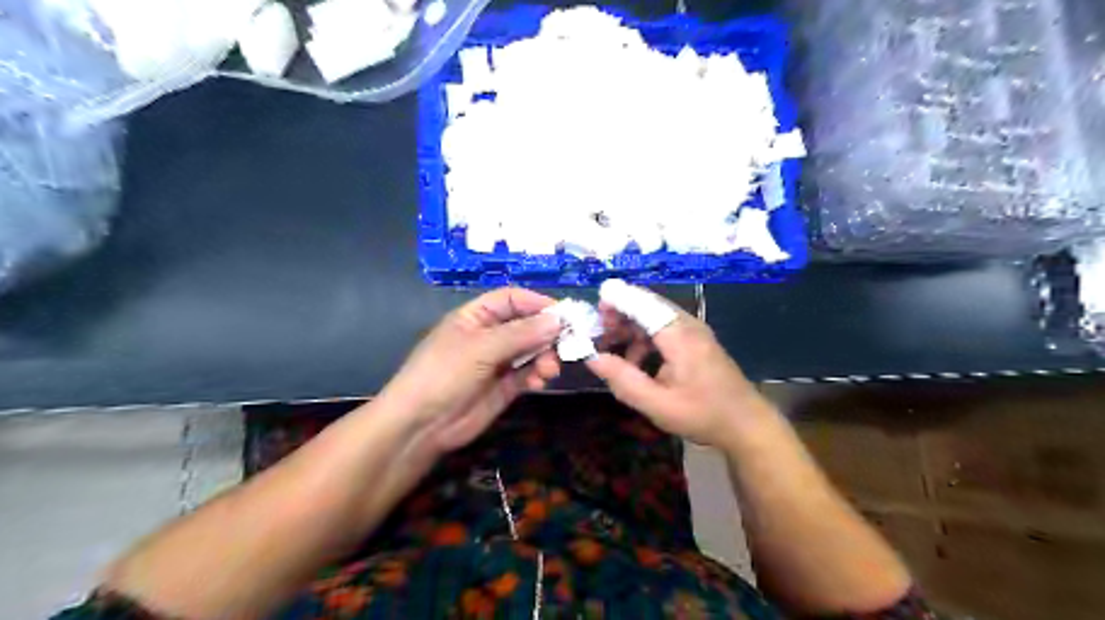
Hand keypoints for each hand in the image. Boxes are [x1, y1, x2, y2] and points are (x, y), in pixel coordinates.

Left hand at [379, 288, 563, 451]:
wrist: (421, 425)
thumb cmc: (444, 374)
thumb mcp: (480, 348)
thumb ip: (520, 334)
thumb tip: (557, 320)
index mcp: (476, 316)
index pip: (511, 299)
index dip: (536, 303)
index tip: (564, 313)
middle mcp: (489, 335)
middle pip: (527, 325)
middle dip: (546, 334)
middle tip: (565, 345)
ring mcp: (498, 362)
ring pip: (531, 350)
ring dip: (545, 356)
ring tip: (549, 370)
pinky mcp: (505, 387)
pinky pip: (528, 374)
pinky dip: (538, 375)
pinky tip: (540, 382)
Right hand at [587, 294, 774, 446]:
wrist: (747, 424)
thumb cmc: (702, 414)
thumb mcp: (657, 404)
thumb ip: (623, 380)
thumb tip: (593, 358)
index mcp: (678, 336)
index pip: (642, 304)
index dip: (616, 300)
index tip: (592, 308)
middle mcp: (687, 324)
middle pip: (647, 305)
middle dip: (619, 313)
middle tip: (597, 332)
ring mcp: (694, 331)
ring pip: (655, 315)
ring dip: (630, 326)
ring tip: (611, 346)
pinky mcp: (696, 340)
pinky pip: (664, 327)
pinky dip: (645, 336)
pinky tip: (636, 361)